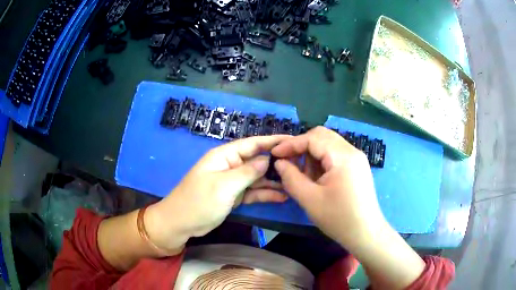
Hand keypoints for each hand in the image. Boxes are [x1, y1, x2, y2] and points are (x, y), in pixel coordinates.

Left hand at [145, 135, 289, 251]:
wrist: (181, 223)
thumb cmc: (199, 201)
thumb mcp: (224, 185)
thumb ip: (247, 172)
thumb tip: (267, 160)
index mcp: (225, 156)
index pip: (252, 143)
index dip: (272, 141)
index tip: (292, 141)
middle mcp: (230, 165)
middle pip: (257, 160)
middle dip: (276, 163)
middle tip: (299, 165)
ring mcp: (232, 182)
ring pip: (257, 178)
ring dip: (273, 181)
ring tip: (294, 183)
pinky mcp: (234, 196)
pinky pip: (253, 192)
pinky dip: (265, 194)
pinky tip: (281, 197)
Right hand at [272, 127, 425, 288]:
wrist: (366, 233)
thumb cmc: (338, 218)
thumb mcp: (310, 199)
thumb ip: (291, 178)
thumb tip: (280, 162)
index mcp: (343, 156)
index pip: (313, 138)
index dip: (291, 144)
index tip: (275, 154)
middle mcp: (352, 151)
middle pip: (322, 136)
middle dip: (302, 146)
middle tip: (288, 161)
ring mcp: (357, 158)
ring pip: (329, 144)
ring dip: (312, 154)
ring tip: (304, 175)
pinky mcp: (358, 167)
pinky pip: (336, 155)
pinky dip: (322, 161)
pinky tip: (317, 177)